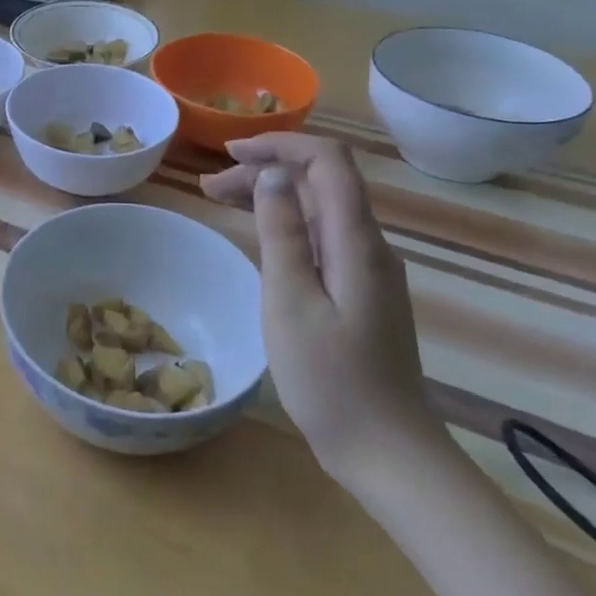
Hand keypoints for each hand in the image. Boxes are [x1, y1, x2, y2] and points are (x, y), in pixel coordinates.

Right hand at [202, 134, 441, 491]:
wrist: (387, 451)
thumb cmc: (330, 379)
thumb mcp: (291, 301)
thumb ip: (282, 233)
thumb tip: (272, 175)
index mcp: (357, 242)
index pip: (328, 161)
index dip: (280, 144)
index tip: (230, 154)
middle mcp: (370, 246)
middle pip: (321, 182)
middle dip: (265, 171)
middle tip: (208, 188)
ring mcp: (369, 271)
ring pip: (320, 210)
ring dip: (272, 197)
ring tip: (220, 203)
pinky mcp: (362, 293)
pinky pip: (322, 238)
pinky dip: (286, 225)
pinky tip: (261, 239)